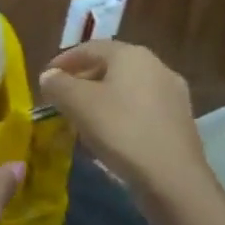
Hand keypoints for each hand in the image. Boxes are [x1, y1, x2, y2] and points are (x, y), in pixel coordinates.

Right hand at [37, 40, 211, 199]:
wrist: (171, 176)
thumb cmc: (120, 130)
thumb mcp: (77, 104)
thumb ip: (58, 84)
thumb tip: (50, 76)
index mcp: (131, 55)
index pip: (90, 48)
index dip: (63, 61)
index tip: (45, 78)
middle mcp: (157, 66)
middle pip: (110, 67)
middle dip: (82, 81)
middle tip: (61, 100)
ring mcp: (173, 94)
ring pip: (126, 89)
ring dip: (100, 100)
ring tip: (81, 120)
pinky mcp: (179, 121)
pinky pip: (140, 109)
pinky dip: (119, 115)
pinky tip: (108, 136)